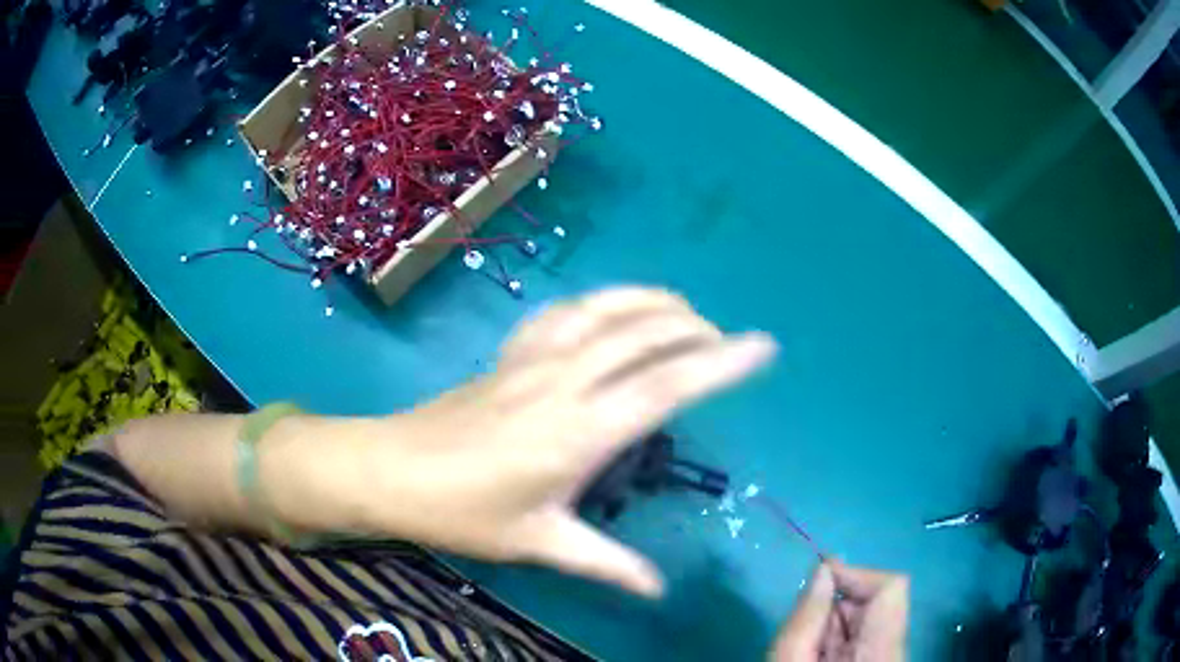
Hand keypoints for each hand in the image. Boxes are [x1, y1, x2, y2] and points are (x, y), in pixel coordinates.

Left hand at [345, 288, 775, 596]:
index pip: (667, 386)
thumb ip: (606, 563)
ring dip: (652, 302)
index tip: (763, 347)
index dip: (721, 363)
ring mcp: (533, 359)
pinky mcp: (510, 353)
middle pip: (644, 335)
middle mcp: (563, 382)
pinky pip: (563, 312)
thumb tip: (657, 588)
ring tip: (686, 312)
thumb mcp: (540, 543)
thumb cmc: (465, 513)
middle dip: (697, 330)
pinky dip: (601, 300)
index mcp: (578, 433)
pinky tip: (614, 310)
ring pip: (605, 310)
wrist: (393, 471)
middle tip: (727, 343)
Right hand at [770, 562, 907, 660]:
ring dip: (836, 624)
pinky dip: (838, 639)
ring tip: (810, 648)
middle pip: (880, 603)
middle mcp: (896, 650)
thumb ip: (808, 617)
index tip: (819, 580)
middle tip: (805, 626)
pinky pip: (865, 637)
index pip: (891, 588)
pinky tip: (818, 656)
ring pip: (871, 620)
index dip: (857, 575)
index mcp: (883, 651)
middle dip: (840, 605)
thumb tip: (824, 569)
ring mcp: (890, 658)